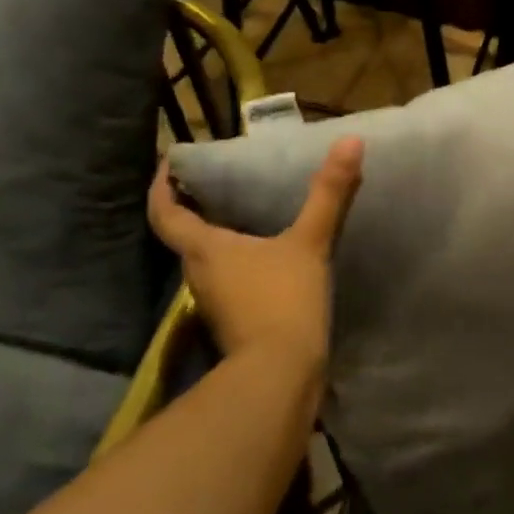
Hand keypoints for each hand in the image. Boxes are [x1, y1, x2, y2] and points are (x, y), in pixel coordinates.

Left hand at [147, 138, 364, 367]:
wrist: (281, 374)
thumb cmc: (284, 300)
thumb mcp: (310, 242)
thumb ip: (329, 193)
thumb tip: (351, 140)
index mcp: (204, 249)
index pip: (165, 212)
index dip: (161, 186)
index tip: (169, 162)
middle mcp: (198, 274)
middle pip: (183, 236)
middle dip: (193, 208)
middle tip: (217, 183)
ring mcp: (214, 302)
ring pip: (206, 260)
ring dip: (216, 235)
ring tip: (245, 213)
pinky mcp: (233, 322)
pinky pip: (227, 281)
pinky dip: (238, 262)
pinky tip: (266, 256)